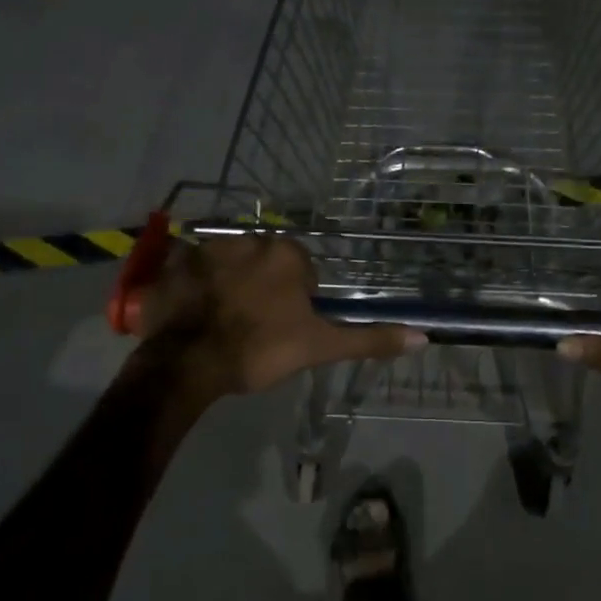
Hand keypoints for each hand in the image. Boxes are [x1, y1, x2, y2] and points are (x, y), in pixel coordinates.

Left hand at [134, 235, 424, 399]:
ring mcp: (209, 247)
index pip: (301, 271)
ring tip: (221, 323)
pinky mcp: (176, 261)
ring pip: (231, 264)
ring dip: (230, 285)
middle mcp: (250, 238)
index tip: (283, 328)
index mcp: (287, 254)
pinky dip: (196, 285)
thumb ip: (369, 339)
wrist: (188, 362)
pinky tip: (193, 313)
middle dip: (263, 289)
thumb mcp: (320, 347)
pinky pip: (193, 268)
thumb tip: (424, 337)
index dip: (295, 302)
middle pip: (265, 264)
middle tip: (252, 328)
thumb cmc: (260, 349)